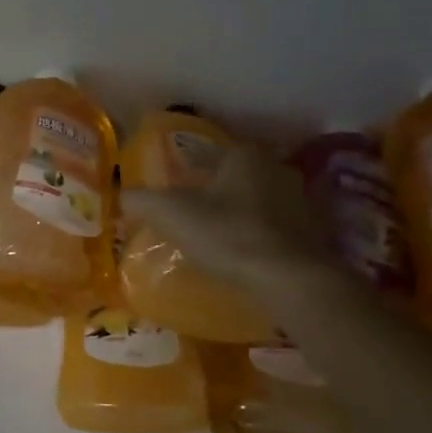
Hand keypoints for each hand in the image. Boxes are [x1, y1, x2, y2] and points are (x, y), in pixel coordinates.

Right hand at [122, 144, 324, 290]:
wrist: (287, 278)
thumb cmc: (227, 234)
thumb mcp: (172, 214)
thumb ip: (141, 200)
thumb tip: (120, 195)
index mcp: (244, 154)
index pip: (208, 155)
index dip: (187, 174)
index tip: (174, 196)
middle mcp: (275, 167)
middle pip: (233, 177)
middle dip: (214, 193)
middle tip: (191, 217)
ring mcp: (299, 199)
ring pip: (256, 201)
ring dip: (237, 215)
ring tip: (214, 239)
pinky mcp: (311, 230)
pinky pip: (273, 226)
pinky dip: (257, 235)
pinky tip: (241, 254)